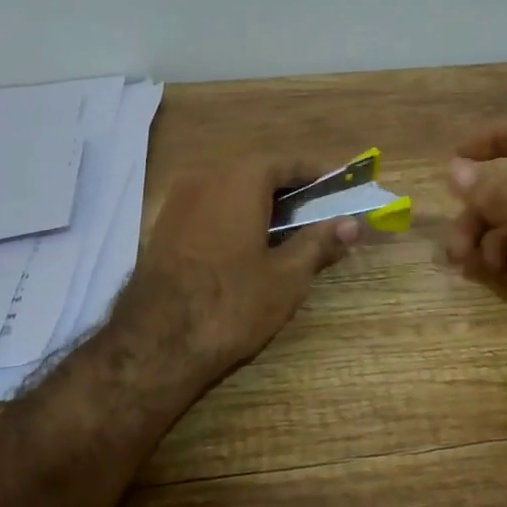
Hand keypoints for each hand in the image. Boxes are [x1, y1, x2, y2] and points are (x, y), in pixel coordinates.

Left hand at [122, 157, 359, 375]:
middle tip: (318, 213)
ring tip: (288, 232)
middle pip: (255, 173)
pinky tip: (248, 247)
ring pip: (229, 192)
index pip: (286, 162)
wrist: (155, 344)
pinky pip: (209, 210)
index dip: (316, 173)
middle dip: (289, 190)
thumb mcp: (287, 276)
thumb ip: (319, 242)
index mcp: (239, 180)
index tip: (339, 186)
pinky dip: (234, 218)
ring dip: (260, 205)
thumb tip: (351, 224)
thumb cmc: (231, 303)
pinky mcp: (163, 229)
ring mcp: (178, 203)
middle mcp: (205, 179)